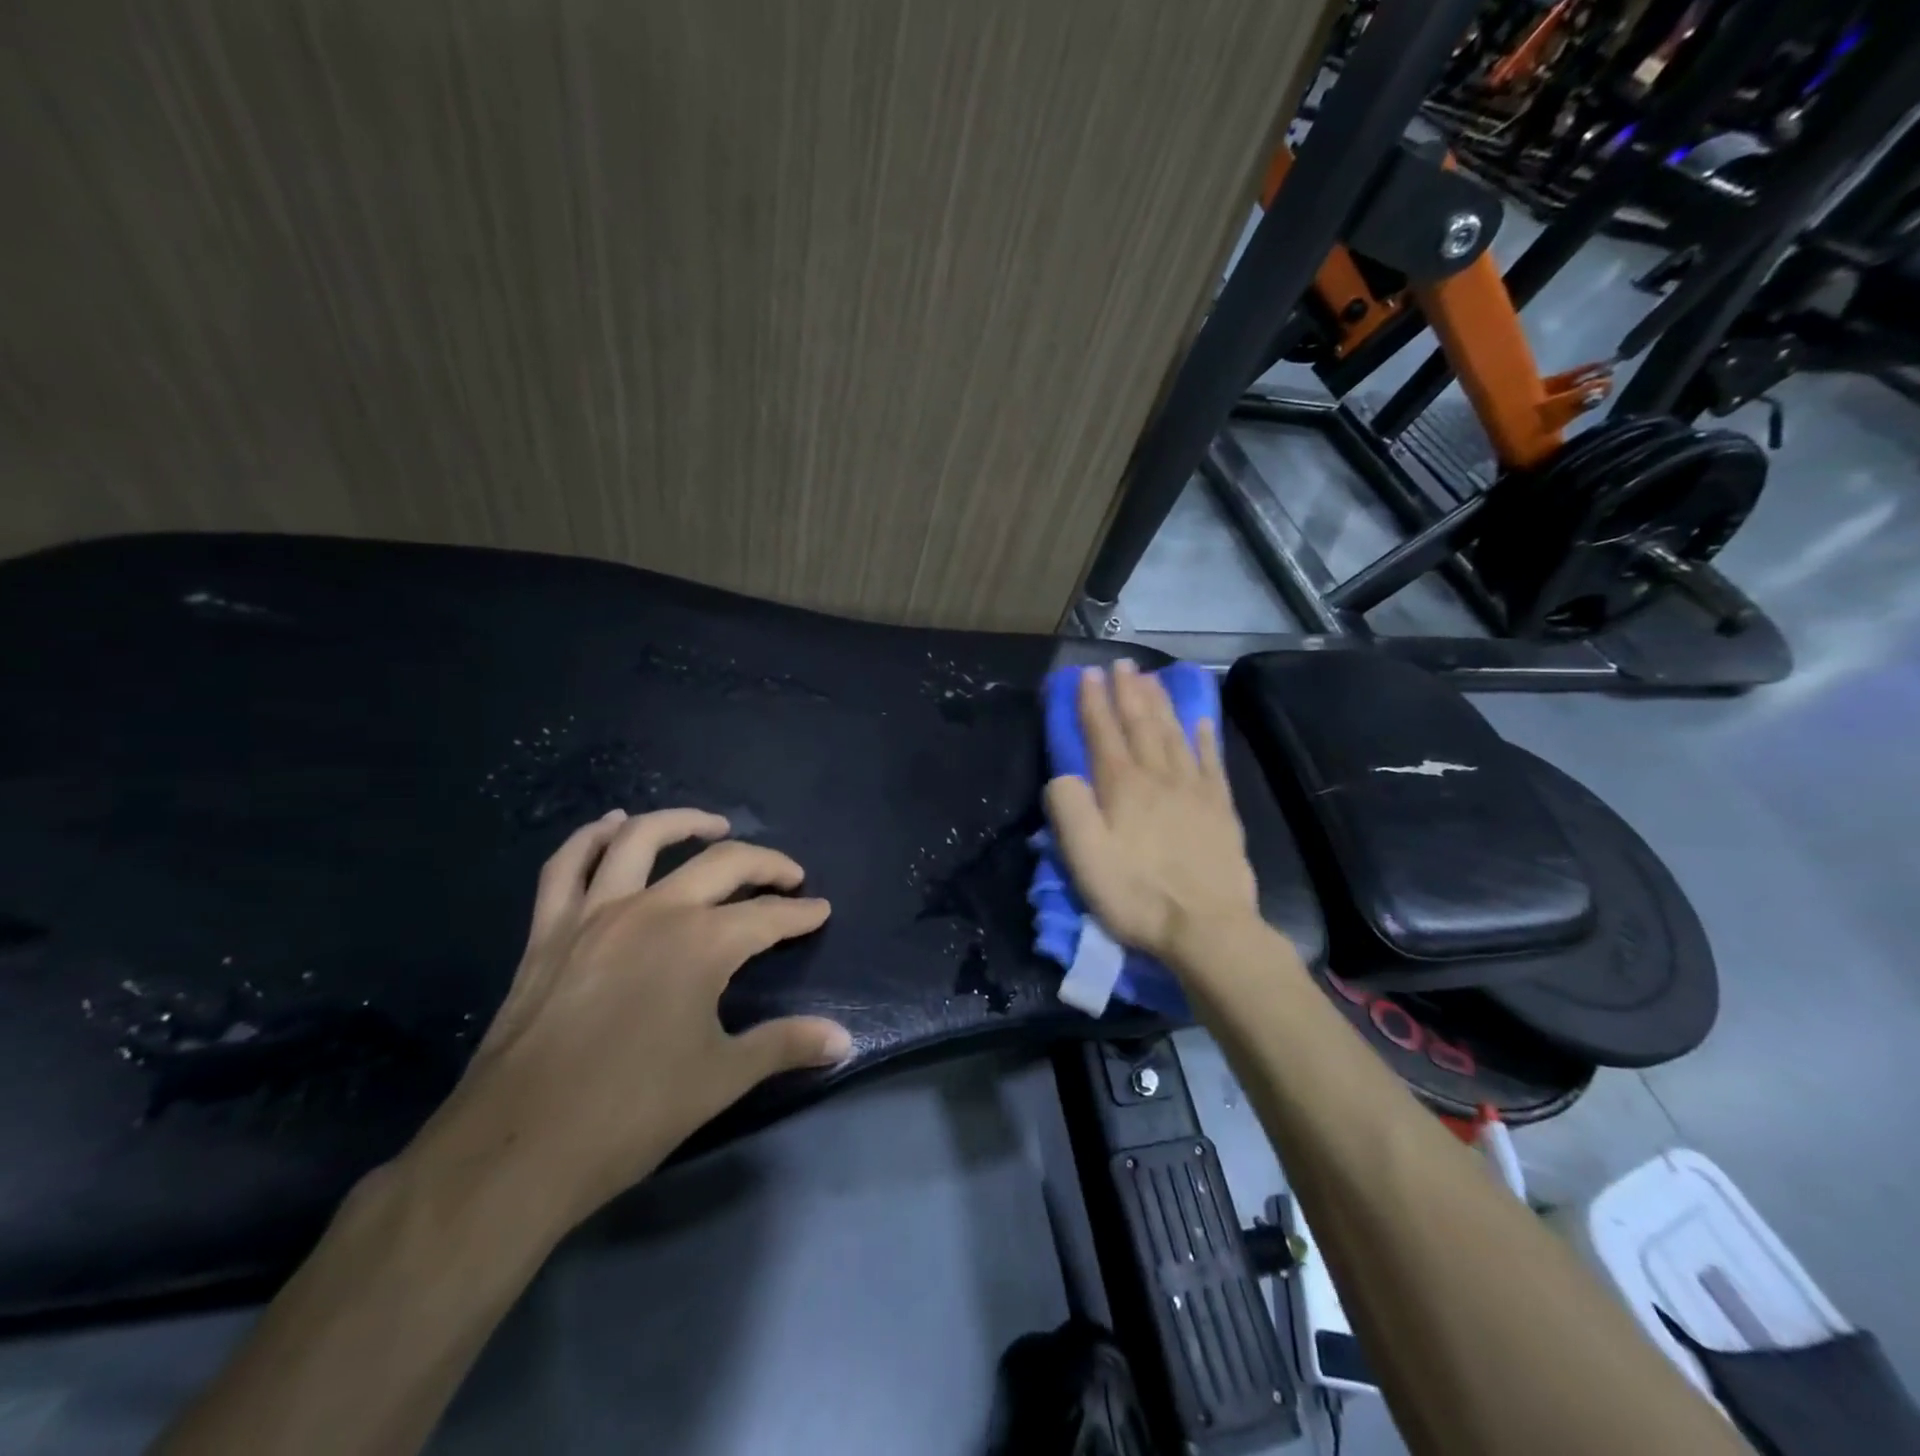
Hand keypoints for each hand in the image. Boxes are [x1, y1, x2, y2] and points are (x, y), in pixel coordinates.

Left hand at [417, 808, 851, 1232]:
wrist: (519, 1149)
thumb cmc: (632, 1112)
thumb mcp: (722, 1078)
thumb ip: (786, 1046)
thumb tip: (844, 1041)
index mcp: (702, 943)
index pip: (768, 916)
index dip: (800, 913)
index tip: (820, 911)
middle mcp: (654, 910)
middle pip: (722, 864)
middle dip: (766, 864)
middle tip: (788, 875)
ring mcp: (596, 913)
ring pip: (641, 840)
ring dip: (682, 822)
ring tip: (712, 825)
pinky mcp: (550, 930)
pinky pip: (568, 865)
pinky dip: (591, 837)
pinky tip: (613, 826)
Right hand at [1044, 661, 1260, 967]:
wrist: (1207, 929)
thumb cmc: (1137, 895)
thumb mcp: (1084, 858)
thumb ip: (1068, 809)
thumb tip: (1063, 776)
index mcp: (1122, 787)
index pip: (1103, 734)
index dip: (1093, 702)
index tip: (1087, 674)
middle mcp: (1159, 777)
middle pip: (1142, 725)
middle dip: (1129, 692)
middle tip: (1122, 664)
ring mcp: (1195, 791)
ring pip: (1175, 735)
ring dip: (1161, 704)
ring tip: (1152, 679)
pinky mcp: (1221, 810)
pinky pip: (1212, 762)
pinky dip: (1204, 738)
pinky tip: (1201, 721)